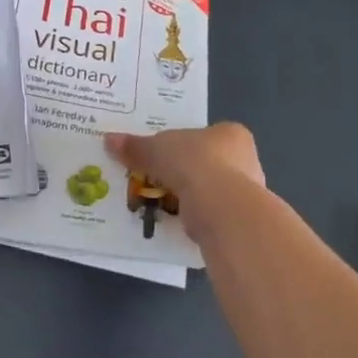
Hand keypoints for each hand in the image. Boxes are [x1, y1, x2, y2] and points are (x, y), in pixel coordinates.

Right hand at [104, 123, 266, 237]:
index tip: (165, 155)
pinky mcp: (241, 223)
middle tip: (160, 179)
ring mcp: (248, 194)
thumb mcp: (155, 149)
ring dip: (191, 198)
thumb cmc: (193, 163)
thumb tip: (109, 140)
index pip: (207, 136)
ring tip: (163, 203)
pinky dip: (196, 219)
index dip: (184, 144)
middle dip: (186, 173)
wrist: (221, 208)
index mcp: (232, 134)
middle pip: (210, 164)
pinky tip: (177, 223)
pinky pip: (212, 216)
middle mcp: (247, 161)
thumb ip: (135, 147)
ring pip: (212, 193)